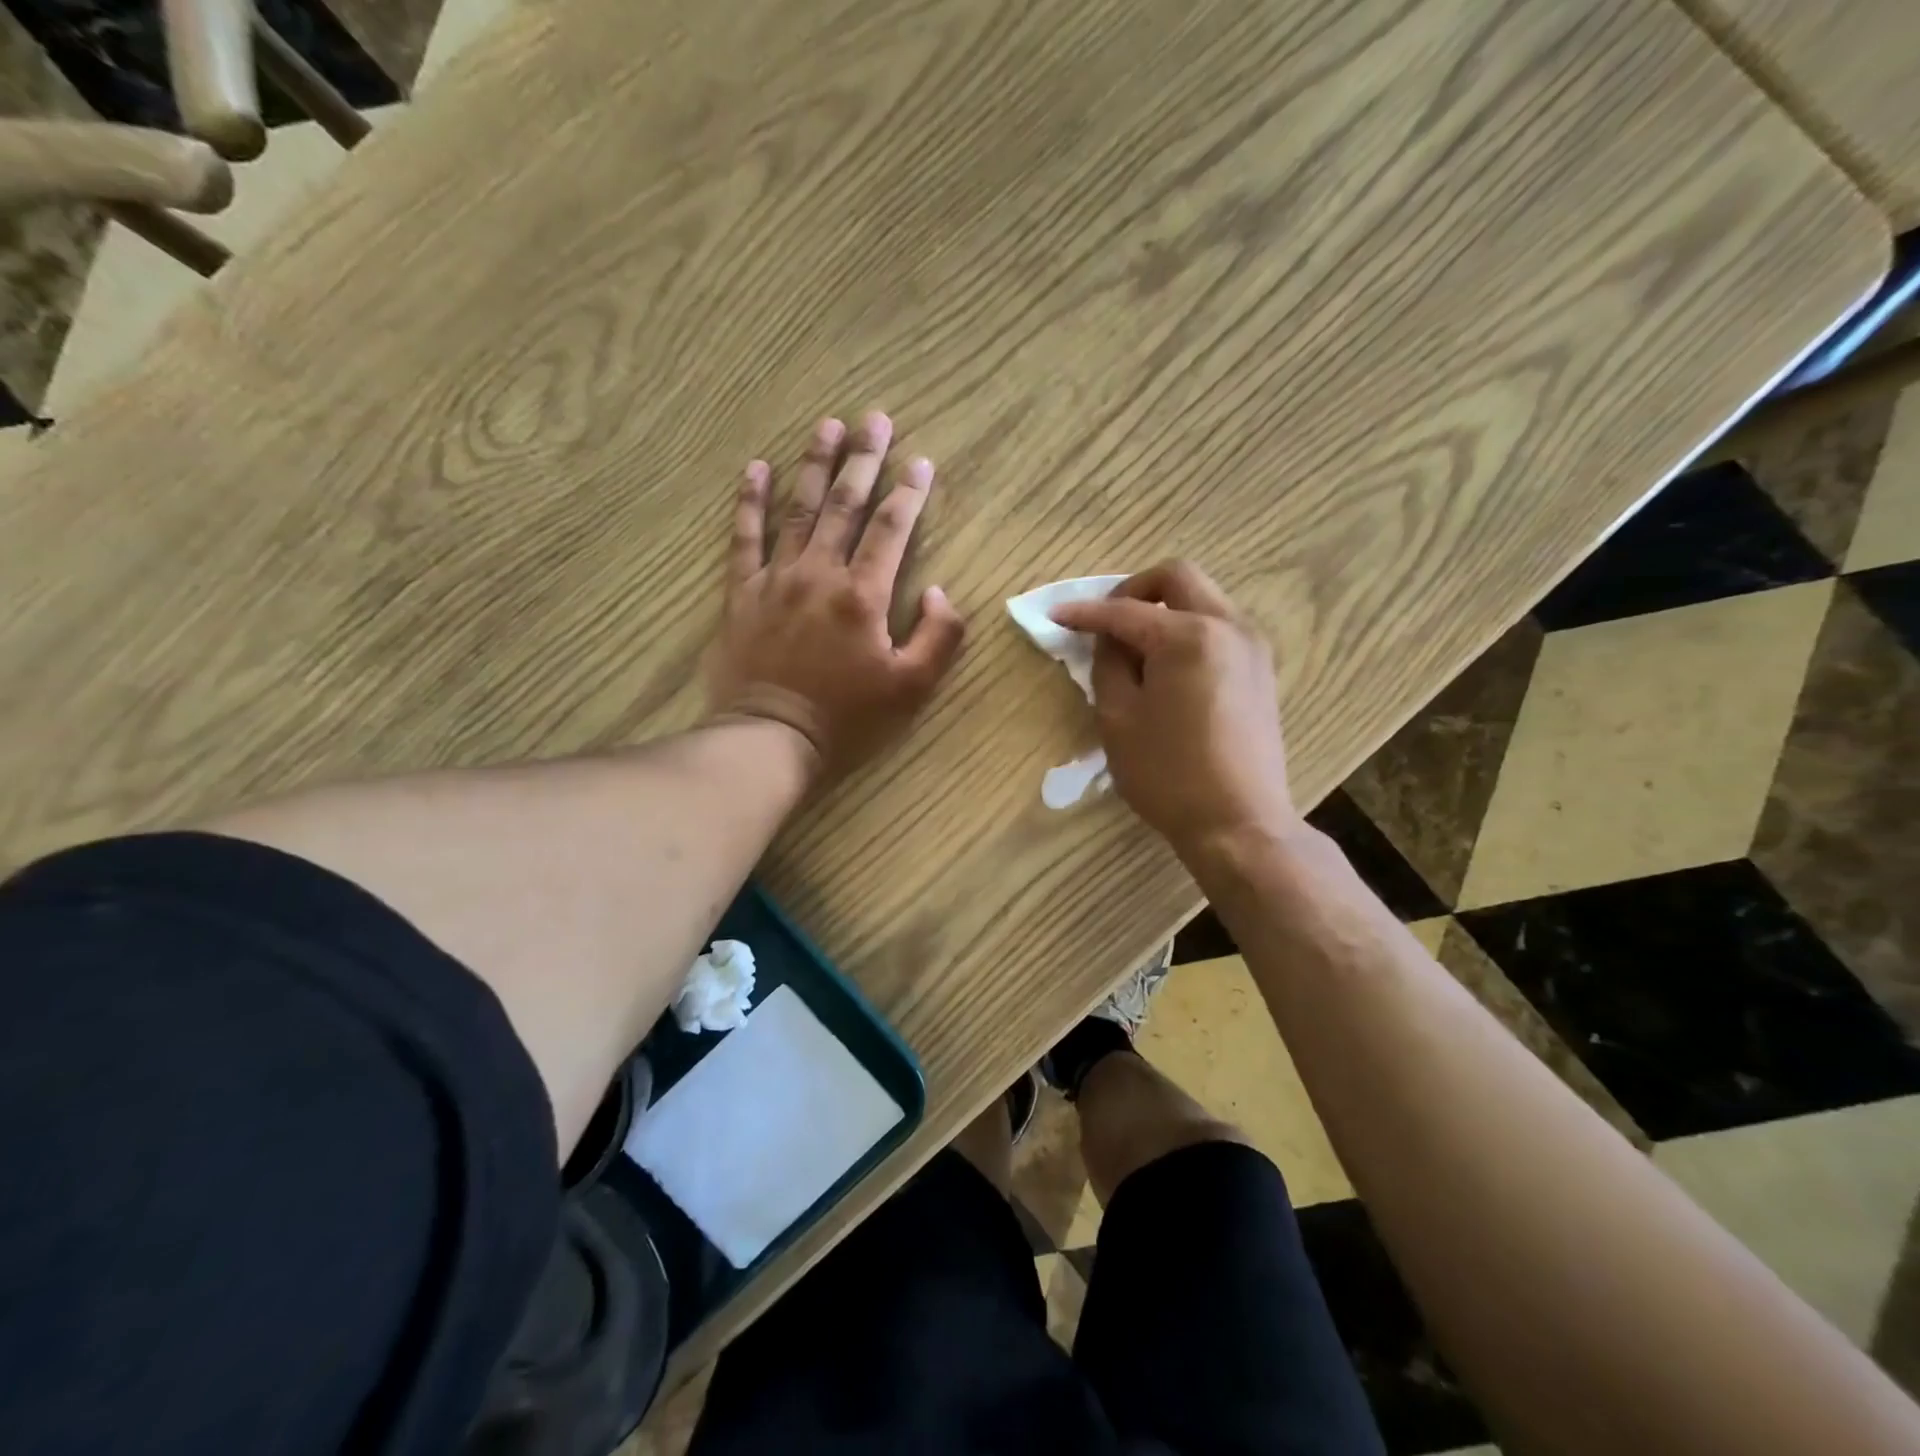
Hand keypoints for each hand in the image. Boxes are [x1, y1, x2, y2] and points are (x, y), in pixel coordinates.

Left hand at [705, 412, 965, 781]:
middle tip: (874, 419)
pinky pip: (744, 537)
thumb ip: (938, 637)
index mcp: (863, 594)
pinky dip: (751, 501)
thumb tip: (940, 593)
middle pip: (844, 504)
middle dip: (863, 459)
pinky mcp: (742, 593)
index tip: (921, 461)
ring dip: (814, 464)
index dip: (909, 492)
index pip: (892, 528)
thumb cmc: (847, 718)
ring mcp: (776, 578)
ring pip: (798, 509)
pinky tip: (757, 468)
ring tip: (827, 425)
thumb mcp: (911, 688)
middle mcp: (820, 573)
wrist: (770, 739)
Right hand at [1051, 560, 1298, 860]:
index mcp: (1188, 636)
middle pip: (1177, 577)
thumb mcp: (1119, 719)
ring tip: (1134, 647)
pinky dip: (1187, 629)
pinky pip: (1219, 626)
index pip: (1125, 611)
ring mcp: (1252, 646)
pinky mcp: (1261, 669)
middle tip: (1106, 620)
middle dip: (1134, 590)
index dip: (1085, 613)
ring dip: (1164, 608)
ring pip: (1203, 598)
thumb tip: (1109, 641)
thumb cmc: (1169, 775)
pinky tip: (1167, 666)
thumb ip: (1108, 666)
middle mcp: (1228, 626)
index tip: (1055, 616)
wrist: (1239, 822)